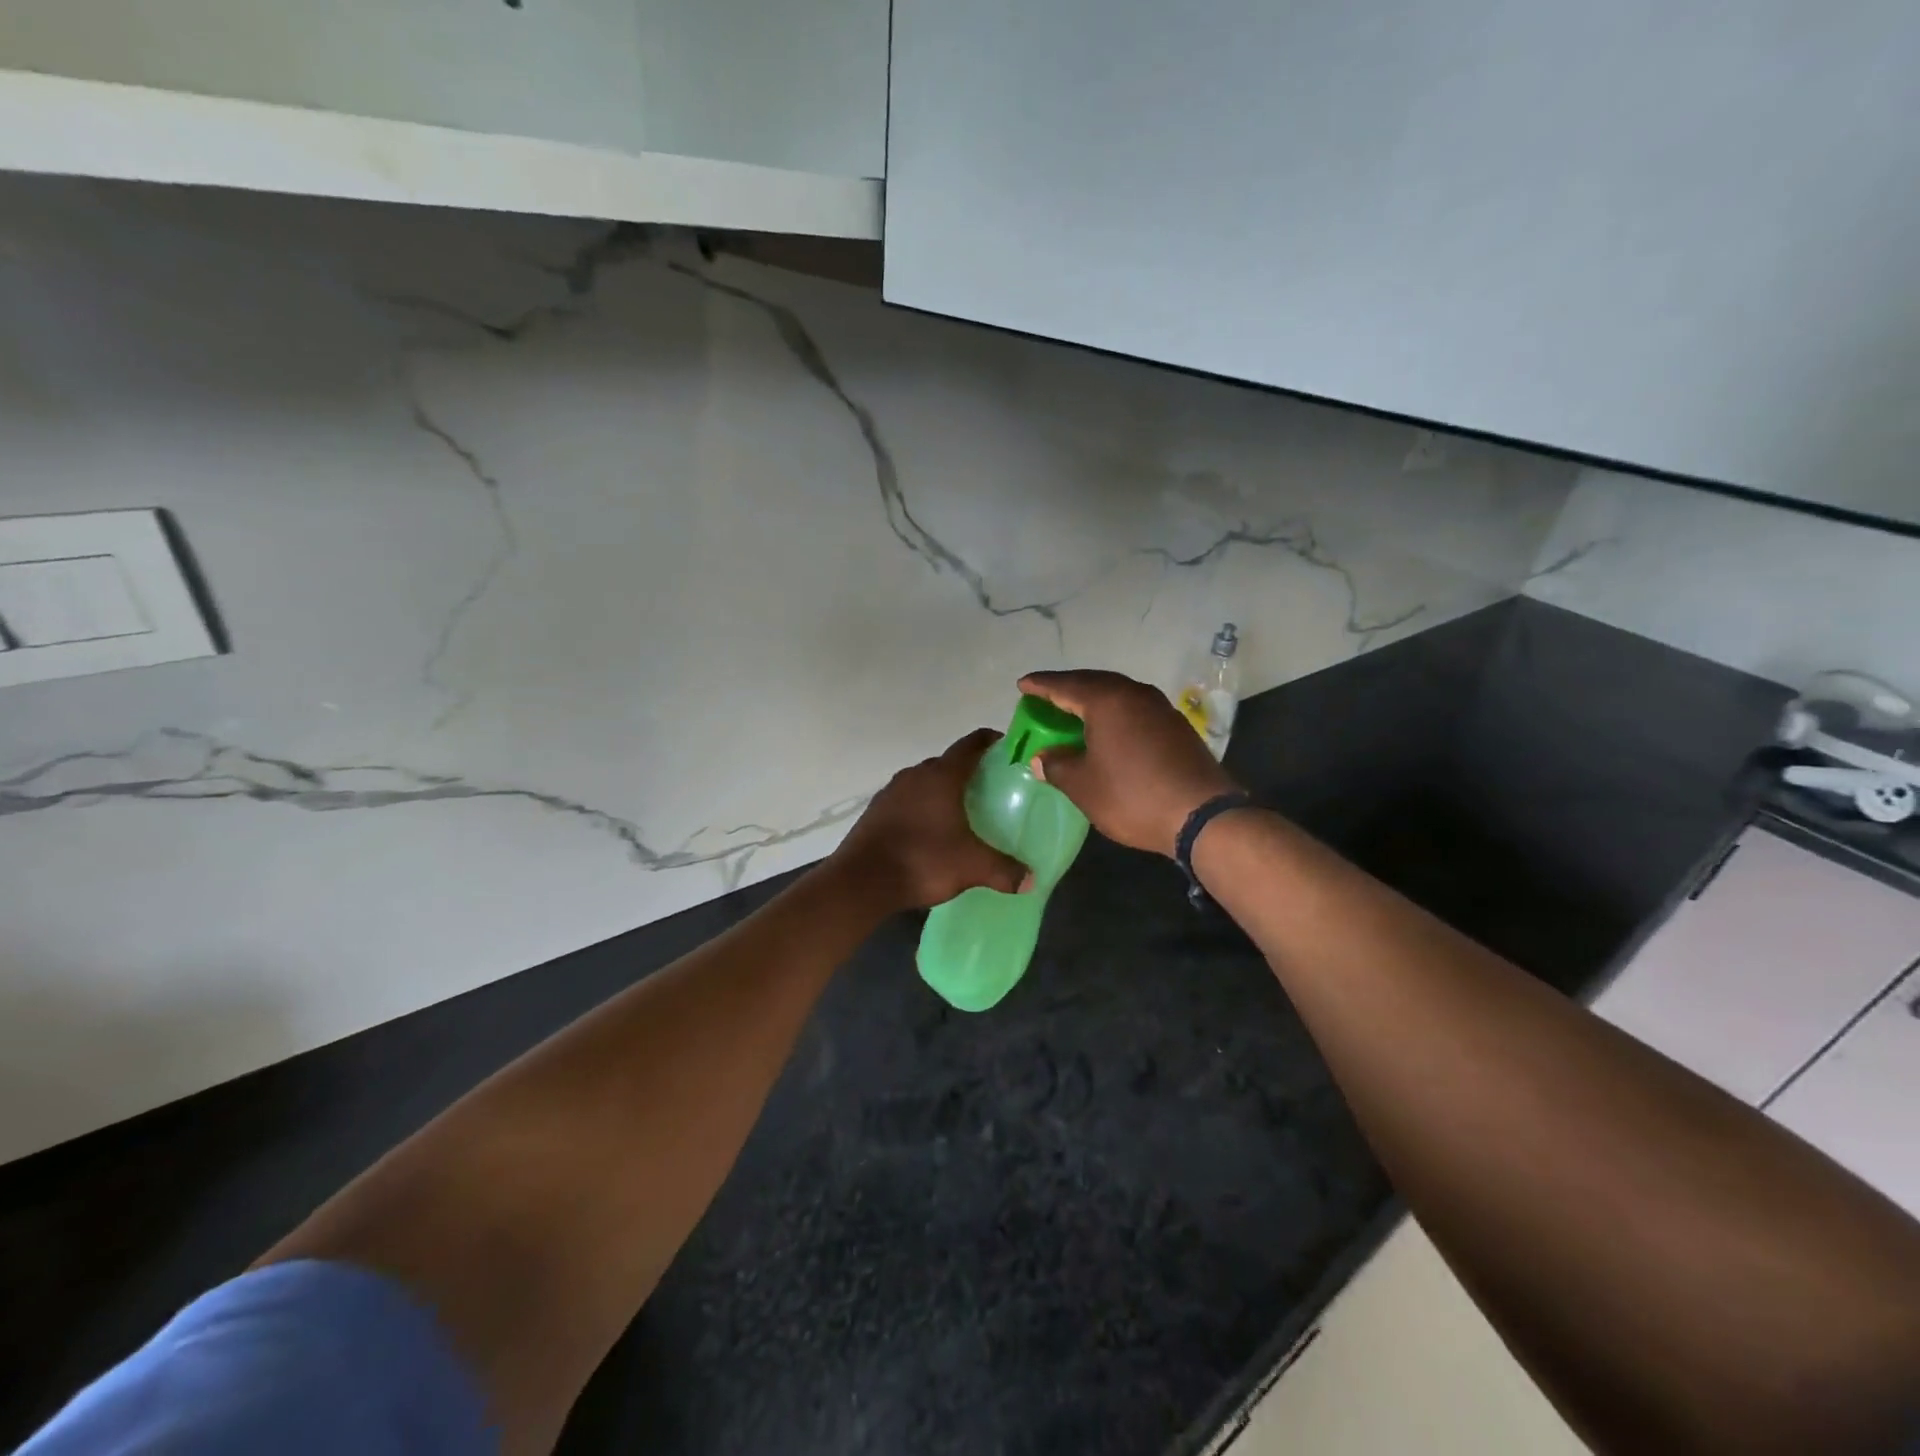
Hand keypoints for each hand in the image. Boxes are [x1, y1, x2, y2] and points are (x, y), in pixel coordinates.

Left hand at [831, 729, 1027, 910]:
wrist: (862, 881)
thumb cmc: (922, 861)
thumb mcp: (971, 867)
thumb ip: (1004, 870)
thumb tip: (1031, 879)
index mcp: (942, 776)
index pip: (971, 744)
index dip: (991, 742)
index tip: (1008, 750)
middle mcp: (915, 775)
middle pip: (948, 763)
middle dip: (969, 771)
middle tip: (992, 790)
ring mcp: (891, 791)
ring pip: (925, 781)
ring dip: (943, 790)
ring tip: (963, 812)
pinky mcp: (876, 810)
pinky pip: (907, 799)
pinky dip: (922, 806)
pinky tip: (931, 831)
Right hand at [1019, 669, 1239, 857]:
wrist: (1202, 816)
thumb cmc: (1132, 796)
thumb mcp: (1083, 786)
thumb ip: (1057, 766)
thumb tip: (1042, 758)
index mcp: (1107, 700)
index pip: (1064, 685)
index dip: (1040, 686)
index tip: (1022, 685)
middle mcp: (1135, 694)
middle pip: (1093, 683)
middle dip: (1067, 689)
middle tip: (1045, 698)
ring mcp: (1160, 708)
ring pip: (1117, 695)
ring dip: (1092, 701)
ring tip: (1073, 713)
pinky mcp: (1176, 727)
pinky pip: (1134, 710)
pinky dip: (1114, 714)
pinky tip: (1107, 732)